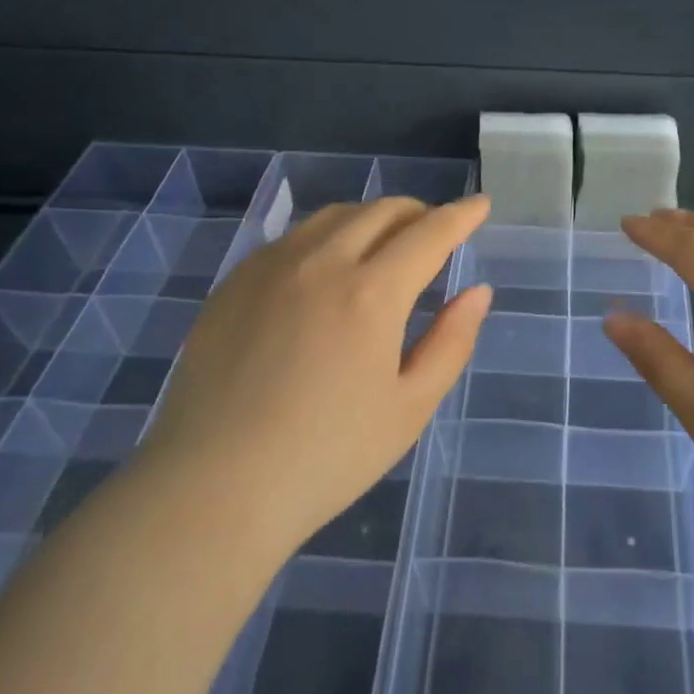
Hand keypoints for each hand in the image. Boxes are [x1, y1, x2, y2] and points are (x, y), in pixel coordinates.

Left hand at [138, 194, 492, 556]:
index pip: (430, 232)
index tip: (480, 205)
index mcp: (371, 293)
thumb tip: (477, 291)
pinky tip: (325, 270)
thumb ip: (451, 342)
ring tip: (384, 245)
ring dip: (371, 219)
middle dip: (418, 212)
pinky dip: (326, 238)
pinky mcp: (234, 282)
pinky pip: (292, 239)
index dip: (461, 215)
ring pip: (334, 216)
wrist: (213, 488)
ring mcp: (270, 267)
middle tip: (435, 231)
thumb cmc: (326, 458)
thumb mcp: (409, 408)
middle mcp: (322, 262)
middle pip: (381, 211)